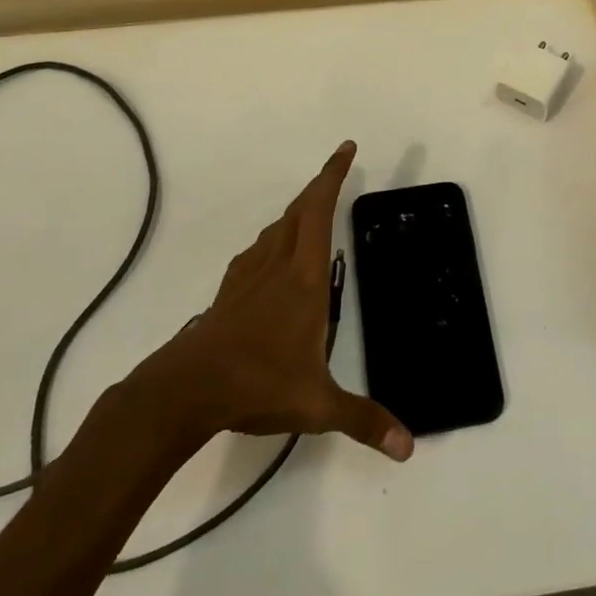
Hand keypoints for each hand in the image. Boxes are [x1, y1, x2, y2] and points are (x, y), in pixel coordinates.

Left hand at [164, 142, 412, 461]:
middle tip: (337, 170)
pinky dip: (273, 239)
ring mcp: (248, 277)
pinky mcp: (229, 293)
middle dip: (320, 185)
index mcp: (303, 278)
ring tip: (311, 212)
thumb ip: (363, 420)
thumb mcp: (317, 404)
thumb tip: (409, 446)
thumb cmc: (257, 383)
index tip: (346, 148)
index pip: (320, 211)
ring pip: (275, 229)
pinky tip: (272, 257)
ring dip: (296, 211)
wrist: (186, 389)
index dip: (333, 176)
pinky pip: (257, 251)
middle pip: (298, 210)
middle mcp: (277, 265)